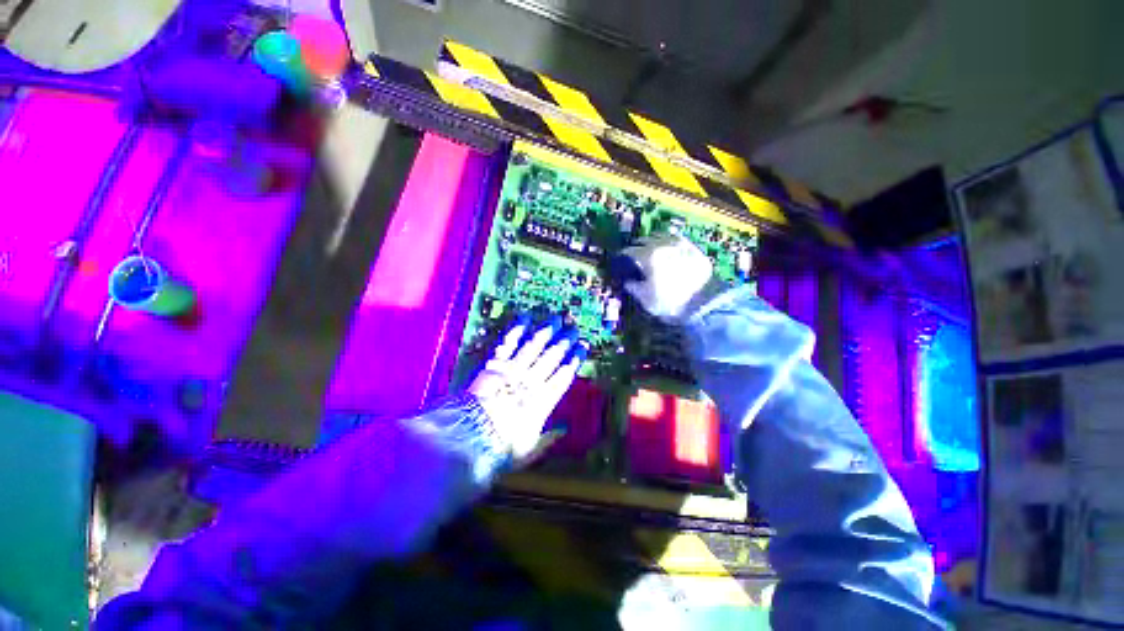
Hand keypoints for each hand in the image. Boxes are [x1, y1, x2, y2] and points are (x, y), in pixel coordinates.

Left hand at [468, 316, 585, 461]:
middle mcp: (531, 380)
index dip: (575, 359)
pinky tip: (526, 318)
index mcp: (543, 400)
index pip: (564, 374)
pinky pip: (508, 343)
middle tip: (574, 327)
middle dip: (565, 340)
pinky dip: (517, 330)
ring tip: (557, 318)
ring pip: (534, 346)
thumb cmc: (502, 447)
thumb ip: (549, 437)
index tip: (583, 346)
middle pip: (552, 356)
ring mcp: (513, 369)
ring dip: (547, 331)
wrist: (469, 438)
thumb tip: (564, 429)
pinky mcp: (494, 364)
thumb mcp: (530, 448)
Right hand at [616, 235, 720, 320]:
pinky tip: (669, 247)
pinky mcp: (693, 248)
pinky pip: (678, 239)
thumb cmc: (669, 302)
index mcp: (648, 256)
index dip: (623, 256)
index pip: (629, 251)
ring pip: (661, 235)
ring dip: (653, 241)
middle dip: (637, 246)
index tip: (621, 261)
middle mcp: (662, 245)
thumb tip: (628, 281)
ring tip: (652, 248)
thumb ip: (633, 287)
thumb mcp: (645, 298)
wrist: (702, 304)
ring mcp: (680, 244)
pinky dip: (670, 241)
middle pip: (644, 240)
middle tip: (635, 255)